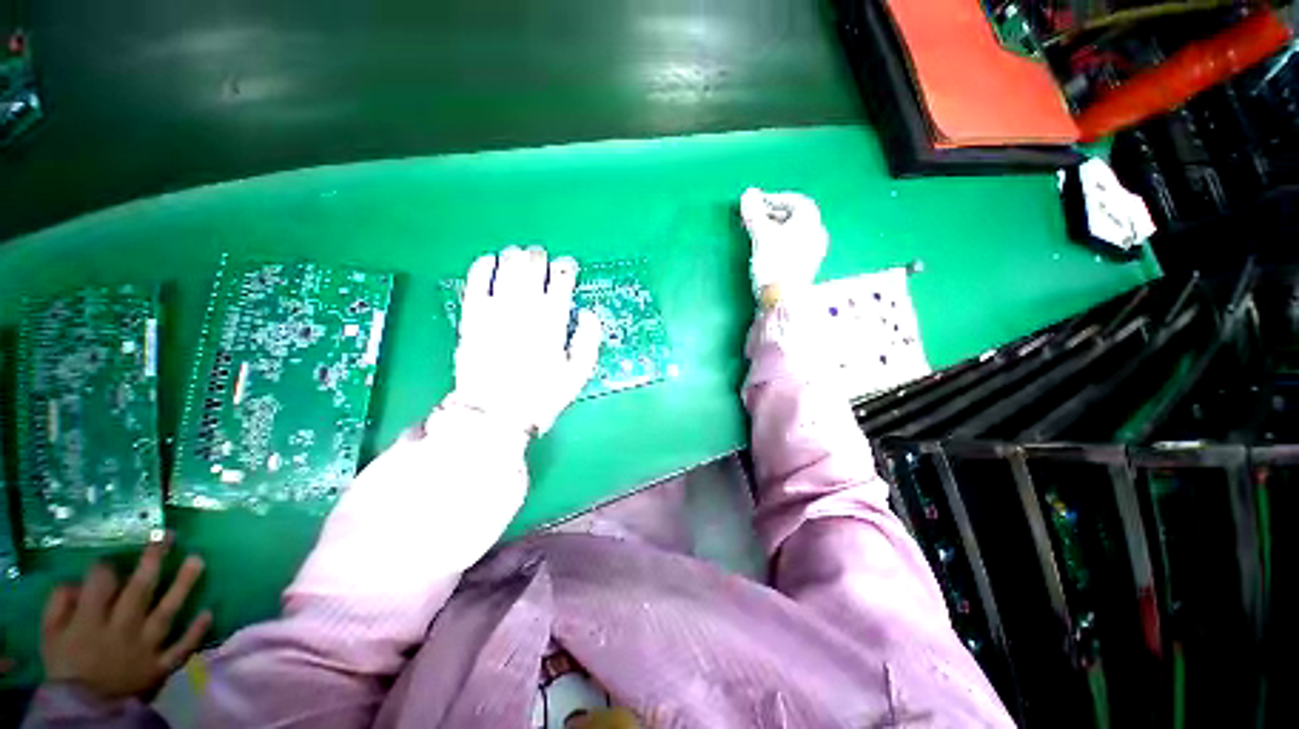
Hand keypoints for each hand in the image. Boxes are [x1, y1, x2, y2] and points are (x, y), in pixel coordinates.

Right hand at [41, 542, 211, 700]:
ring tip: (197, 560)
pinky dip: (195, 632)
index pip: (101, 584)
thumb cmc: (67, 667)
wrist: (87, 711)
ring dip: (183, 586)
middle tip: (169, 535)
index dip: (106, 567)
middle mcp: (122, 631)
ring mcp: (145, 649)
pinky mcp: (161, 667)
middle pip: (139, 591)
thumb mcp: (51, 635)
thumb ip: (60, 605)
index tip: (111, 559)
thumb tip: (77, 583)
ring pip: (166, 613)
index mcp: (90, 622)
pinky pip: (181, 648)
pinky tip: (209, 612)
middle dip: (153, 561)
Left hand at [449, 245, 601, 434]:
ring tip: (518, 255)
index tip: (568, 267)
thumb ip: (588, 340)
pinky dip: (483, 266)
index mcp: (552, 321)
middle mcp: (525, 308)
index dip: (566, 268)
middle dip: (540, 257)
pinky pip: (476, 280)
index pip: (562, 280)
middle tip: (542, 258)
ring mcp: (496, 309)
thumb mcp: (578, 373)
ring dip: (515, 256)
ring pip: (506, 267)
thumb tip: (588, 313)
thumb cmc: (541, 395)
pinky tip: (489, 261)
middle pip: (533, 266)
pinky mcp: (472, 315)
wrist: (494, 413)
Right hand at [739, 188, 828, 306]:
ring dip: (774, 229)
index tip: (756, 203)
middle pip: (795, 217)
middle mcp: (816, 234)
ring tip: (756, 235)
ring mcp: (812, 252)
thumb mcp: (761, 235)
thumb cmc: (775, 264)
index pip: (796, 201)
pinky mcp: (804, 267)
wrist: (782, 300)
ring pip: (793, 233)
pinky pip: (792, 247)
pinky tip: (765, 251)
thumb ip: (755, 213)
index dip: (774, 199)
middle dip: (772, 215)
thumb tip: (748, 194)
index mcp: (811, 221)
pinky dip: (778, 243)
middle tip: (753, 219)